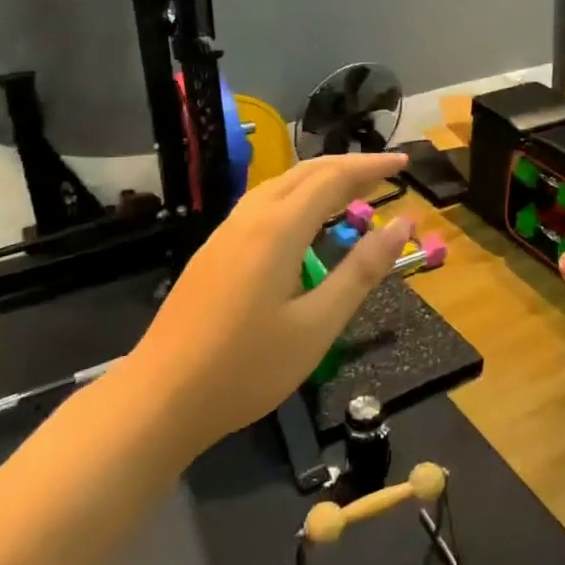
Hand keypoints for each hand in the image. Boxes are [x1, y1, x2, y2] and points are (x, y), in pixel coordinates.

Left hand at [136, 153, 411, 450]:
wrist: (159, 399)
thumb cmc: (247, 367)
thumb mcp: (318, 324)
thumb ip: (362, 270)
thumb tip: (402, 223)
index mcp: (279, 229)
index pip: (334, 177)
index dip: (372, 167)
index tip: (405, 164)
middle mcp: (250, 218)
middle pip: (305, 173)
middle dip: (349, 166)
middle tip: (386, 173)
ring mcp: (226, 233)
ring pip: (280, 185)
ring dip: (320, 179)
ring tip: (352, 189)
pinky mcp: (213, 251)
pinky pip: (263, 203)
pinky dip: (296, 196)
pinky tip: (303, 220)